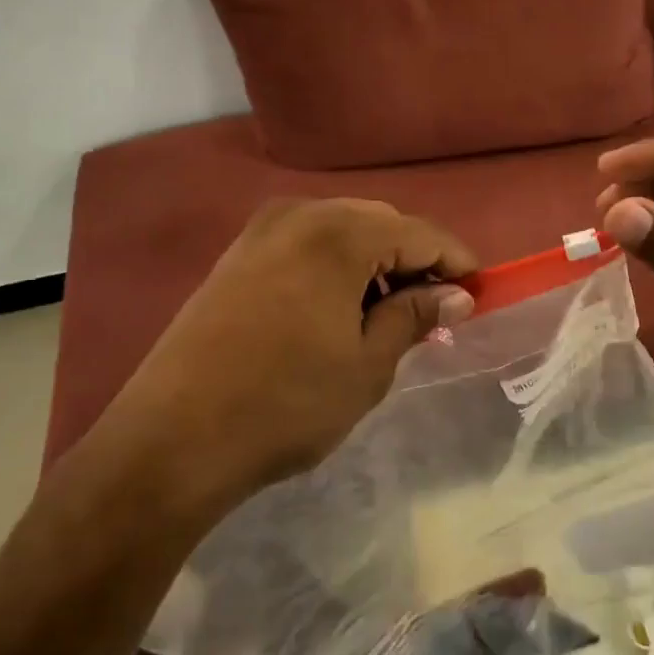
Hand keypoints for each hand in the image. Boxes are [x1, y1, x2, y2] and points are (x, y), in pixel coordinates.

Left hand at [68, 198, 476, 525]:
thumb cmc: (287, 404)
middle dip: (415, 261)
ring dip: (375, 264)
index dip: (456, 261)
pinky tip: (341, 310)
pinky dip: (336, 268)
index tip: (480, 292)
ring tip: (390, 315)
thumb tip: (458, 295)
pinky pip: (306, 246)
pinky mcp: (235, 257)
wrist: (173, 439)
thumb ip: (415, 317)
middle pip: (380, 224)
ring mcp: (260, 233)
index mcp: (339, 234)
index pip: (419, 233)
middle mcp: (299, 215)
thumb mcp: (368, 365)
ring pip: (341, 232)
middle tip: (436, 310)